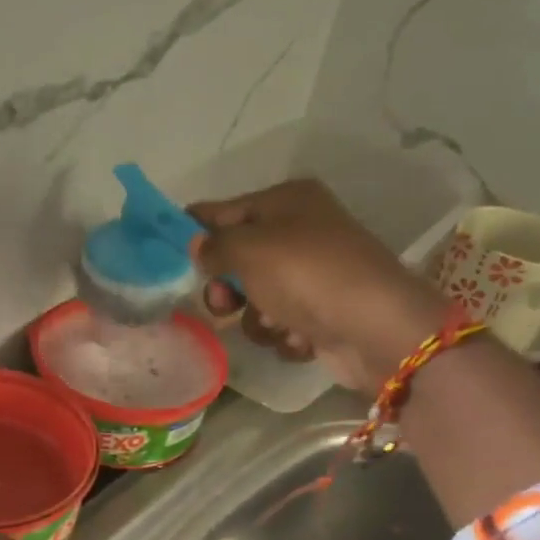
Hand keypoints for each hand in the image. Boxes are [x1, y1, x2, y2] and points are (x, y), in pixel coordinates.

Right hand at [190, 179, 447, 389]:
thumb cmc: (307, 275)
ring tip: (277, 323)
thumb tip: (197, 246)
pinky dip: (285, 334)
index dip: (193, 231)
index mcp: (286, 201)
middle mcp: (300, 232)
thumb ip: (214, 246)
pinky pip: (280, 324)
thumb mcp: (249, 249)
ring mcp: (312, 276)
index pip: (221, 210)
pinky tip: (303, 338)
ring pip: (255, 299)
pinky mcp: (321, 315)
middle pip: (236, 259)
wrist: (376, 329)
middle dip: (226, 287)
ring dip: (257, 317)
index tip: (163, 255)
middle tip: (222, 302)